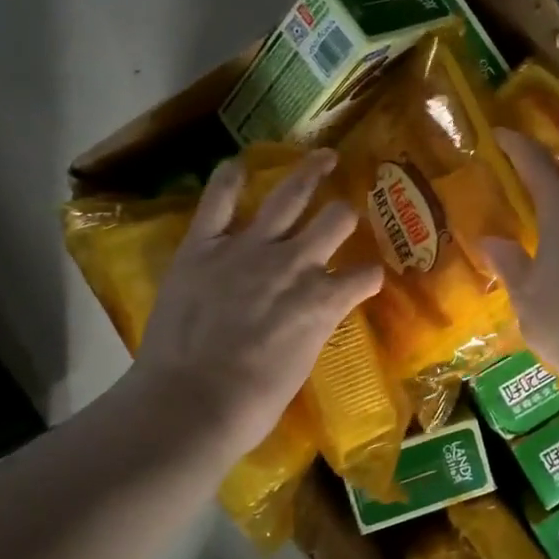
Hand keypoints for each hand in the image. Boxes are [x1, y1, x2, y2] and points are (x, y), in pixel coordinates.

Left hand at [122, 148, 382, 467]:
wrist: (189, 403)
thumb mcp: (302, 364)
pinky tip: (239, 164)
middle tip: (344, 210)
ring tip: (323, 155)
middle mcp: (296, 263)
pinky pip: (219, 200)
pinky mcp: (204, 245)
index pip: (365, 275)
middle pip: (337, 219)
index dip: (370, 274)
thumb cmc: (251, 403)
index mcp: (324, 299)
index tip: (368, 275)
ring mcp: (249, 248)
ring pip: (290, 195)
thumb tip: (311, 315)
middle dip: (346, 214)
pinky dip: (229, 179)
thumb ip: (313, 326)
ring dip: (311, 170)